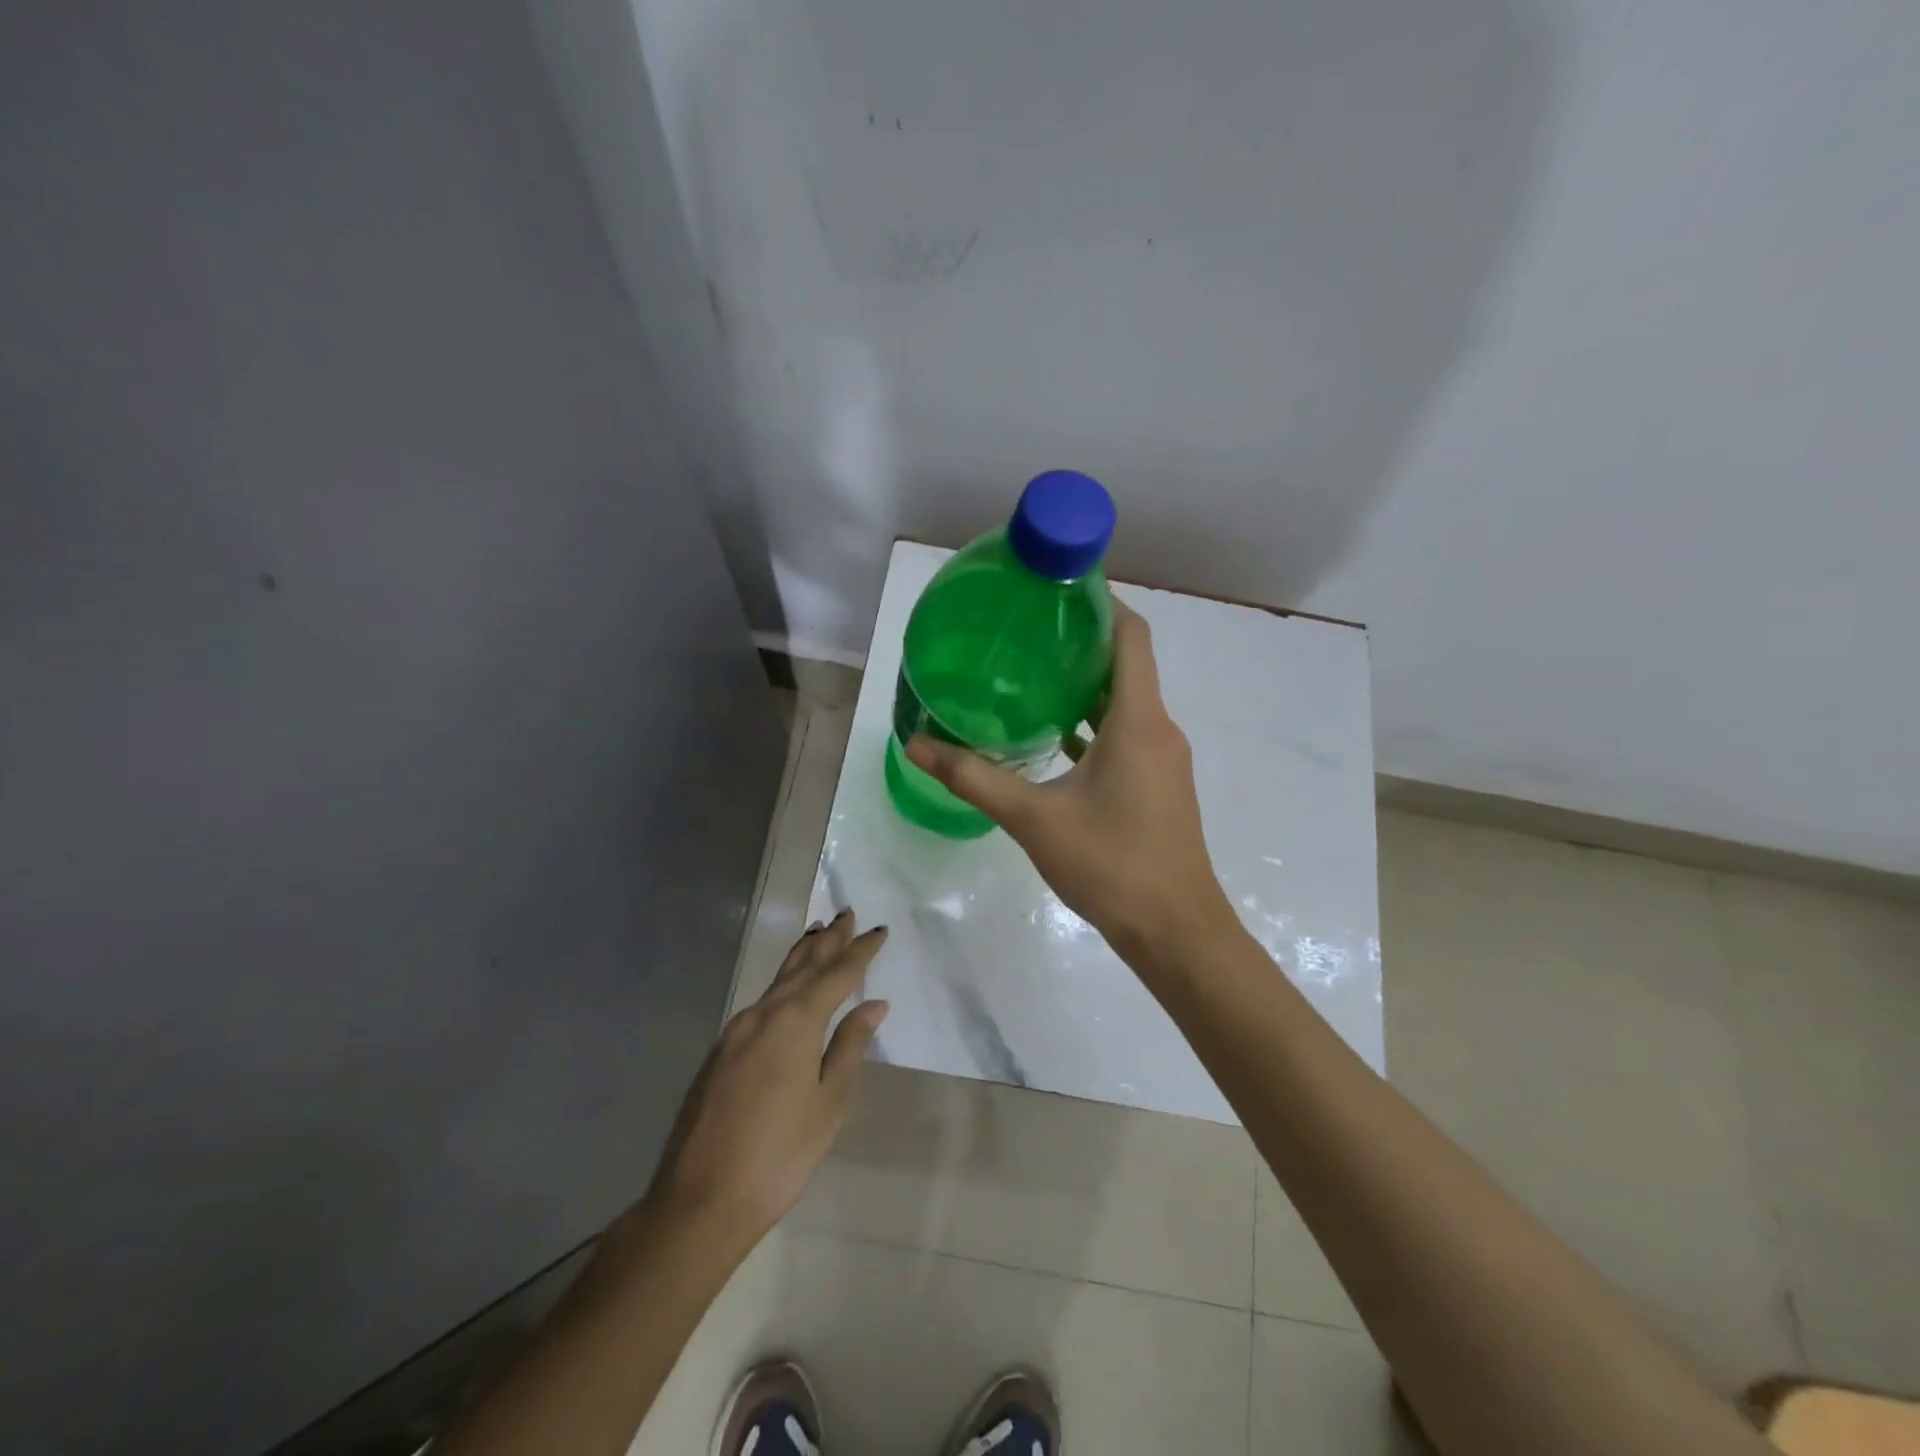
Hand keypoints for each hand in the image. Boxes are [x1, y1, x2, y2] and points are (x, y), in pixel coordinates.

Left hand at [642, 911, 887, 1248]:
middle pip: (802, 967)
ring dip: (802, 956)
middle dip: (827, 941)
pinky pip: (761, 1001)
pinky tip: (787, 989)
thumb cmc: (779, 1155)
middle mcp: (763, 1014)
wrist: (700, 1200)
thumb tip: (873, 1005)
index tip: (878, 930)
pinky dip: (782, 982)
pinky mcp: (721, 1051)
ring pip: (777, 981)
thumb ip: (849, 1047)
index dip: (860, 951)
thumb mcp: (828, 1103)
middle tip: (845, 914)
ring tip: (818, 935)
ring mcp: (736, 1031)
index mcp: (795, 1022)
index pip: (836, 975)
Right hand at [906, 597, 1233, 960]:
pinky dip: (1093, 724)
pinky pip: (1126, 735)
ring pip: (1125, 702)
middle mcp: (1159, 728)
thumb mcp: (1034, 819)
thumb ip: (974, 778)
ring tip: (1029, 675)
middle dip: (1079, 641)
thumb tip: (916, 744)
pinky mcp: (1159, 784)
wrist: (1176, 932)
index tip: (1057, 588)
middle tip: (1025, 631)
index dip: (1101, 603)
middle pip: (1126, 663)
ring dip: (1084, 685)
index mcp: (1139, 720)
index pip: (1131, 636)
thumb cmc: (1112, 865)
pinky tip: (1052, 736)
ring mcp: (1163, 758)